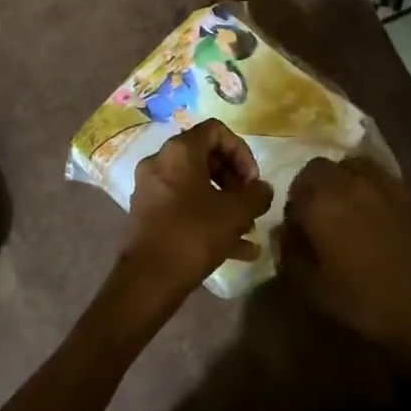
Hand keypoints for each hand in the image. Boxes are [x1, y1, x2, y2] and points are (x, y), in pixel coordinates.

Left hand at [107, 119, 272, 328]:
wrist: (148, 279)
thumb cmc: (193, 235)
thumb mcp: (235, 213)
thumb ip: (256, 195)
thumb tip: (262, 189)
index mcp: (179, 151)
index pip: (216, 131)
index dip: (241, 151)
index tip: (252, 180)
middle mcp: (160, 162)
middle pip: (205, 157)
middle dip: (234, 179)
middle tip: (251, 202)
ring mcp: (150, 189)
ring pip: (196, 185)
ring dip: (224, 202)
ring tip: (248, 229)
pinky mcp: (147, 214)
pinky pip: (183, 206)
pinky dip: (208, 217)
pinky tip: (238, 249)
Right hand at [275, 157, 410, 386]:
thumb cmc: (368, 300)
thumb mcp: (315, 289)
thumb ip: (290, 255)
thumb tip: (283, 234)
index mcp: (321, 200)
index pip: (293, 189)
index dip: (291, 211)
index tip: (296, 235)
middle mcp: (349, 181)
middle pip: (319, 169)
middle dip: (312, 188)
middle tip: (316, 221)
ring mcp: (383, 182)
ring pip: (350, 166)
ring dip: (340, 182)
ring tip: (344, 212)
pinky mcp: (408, 192)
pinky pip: (377, 177)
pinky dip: (367, 187)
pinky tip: (372, 218)